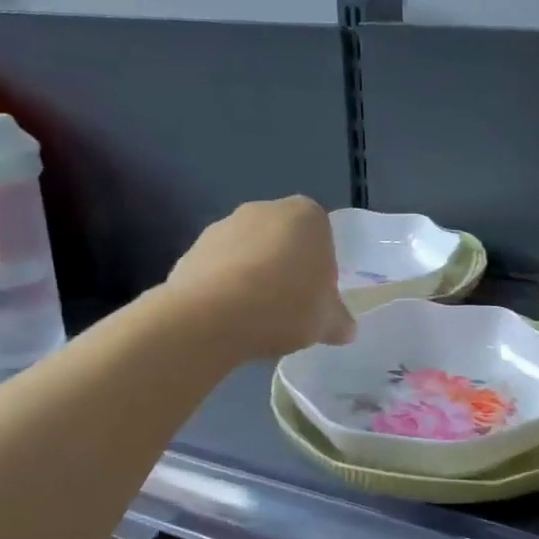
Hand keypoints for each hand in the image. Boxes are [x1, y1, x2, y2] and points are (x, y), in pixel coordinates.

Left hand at [168, 197, 355, 357]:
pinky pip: (220, 269)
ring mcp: (223, 226)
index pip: (323, 237)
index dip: (322, 269)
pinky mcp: (192, 249)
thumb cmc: (285, 306)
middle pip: (284, 241)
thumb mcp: (327, 322)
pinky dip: (225, 287)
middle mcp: (264, 209)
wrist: (210, 317)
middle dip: (286, 268)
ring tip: (255, 317)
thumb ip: (340, 321)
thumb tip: (346, 329)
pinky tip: (228, 317)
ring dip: (254, 277)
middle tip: (289, 308)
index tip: (316, 298)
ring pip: (249, 253)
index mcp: (307, 215)